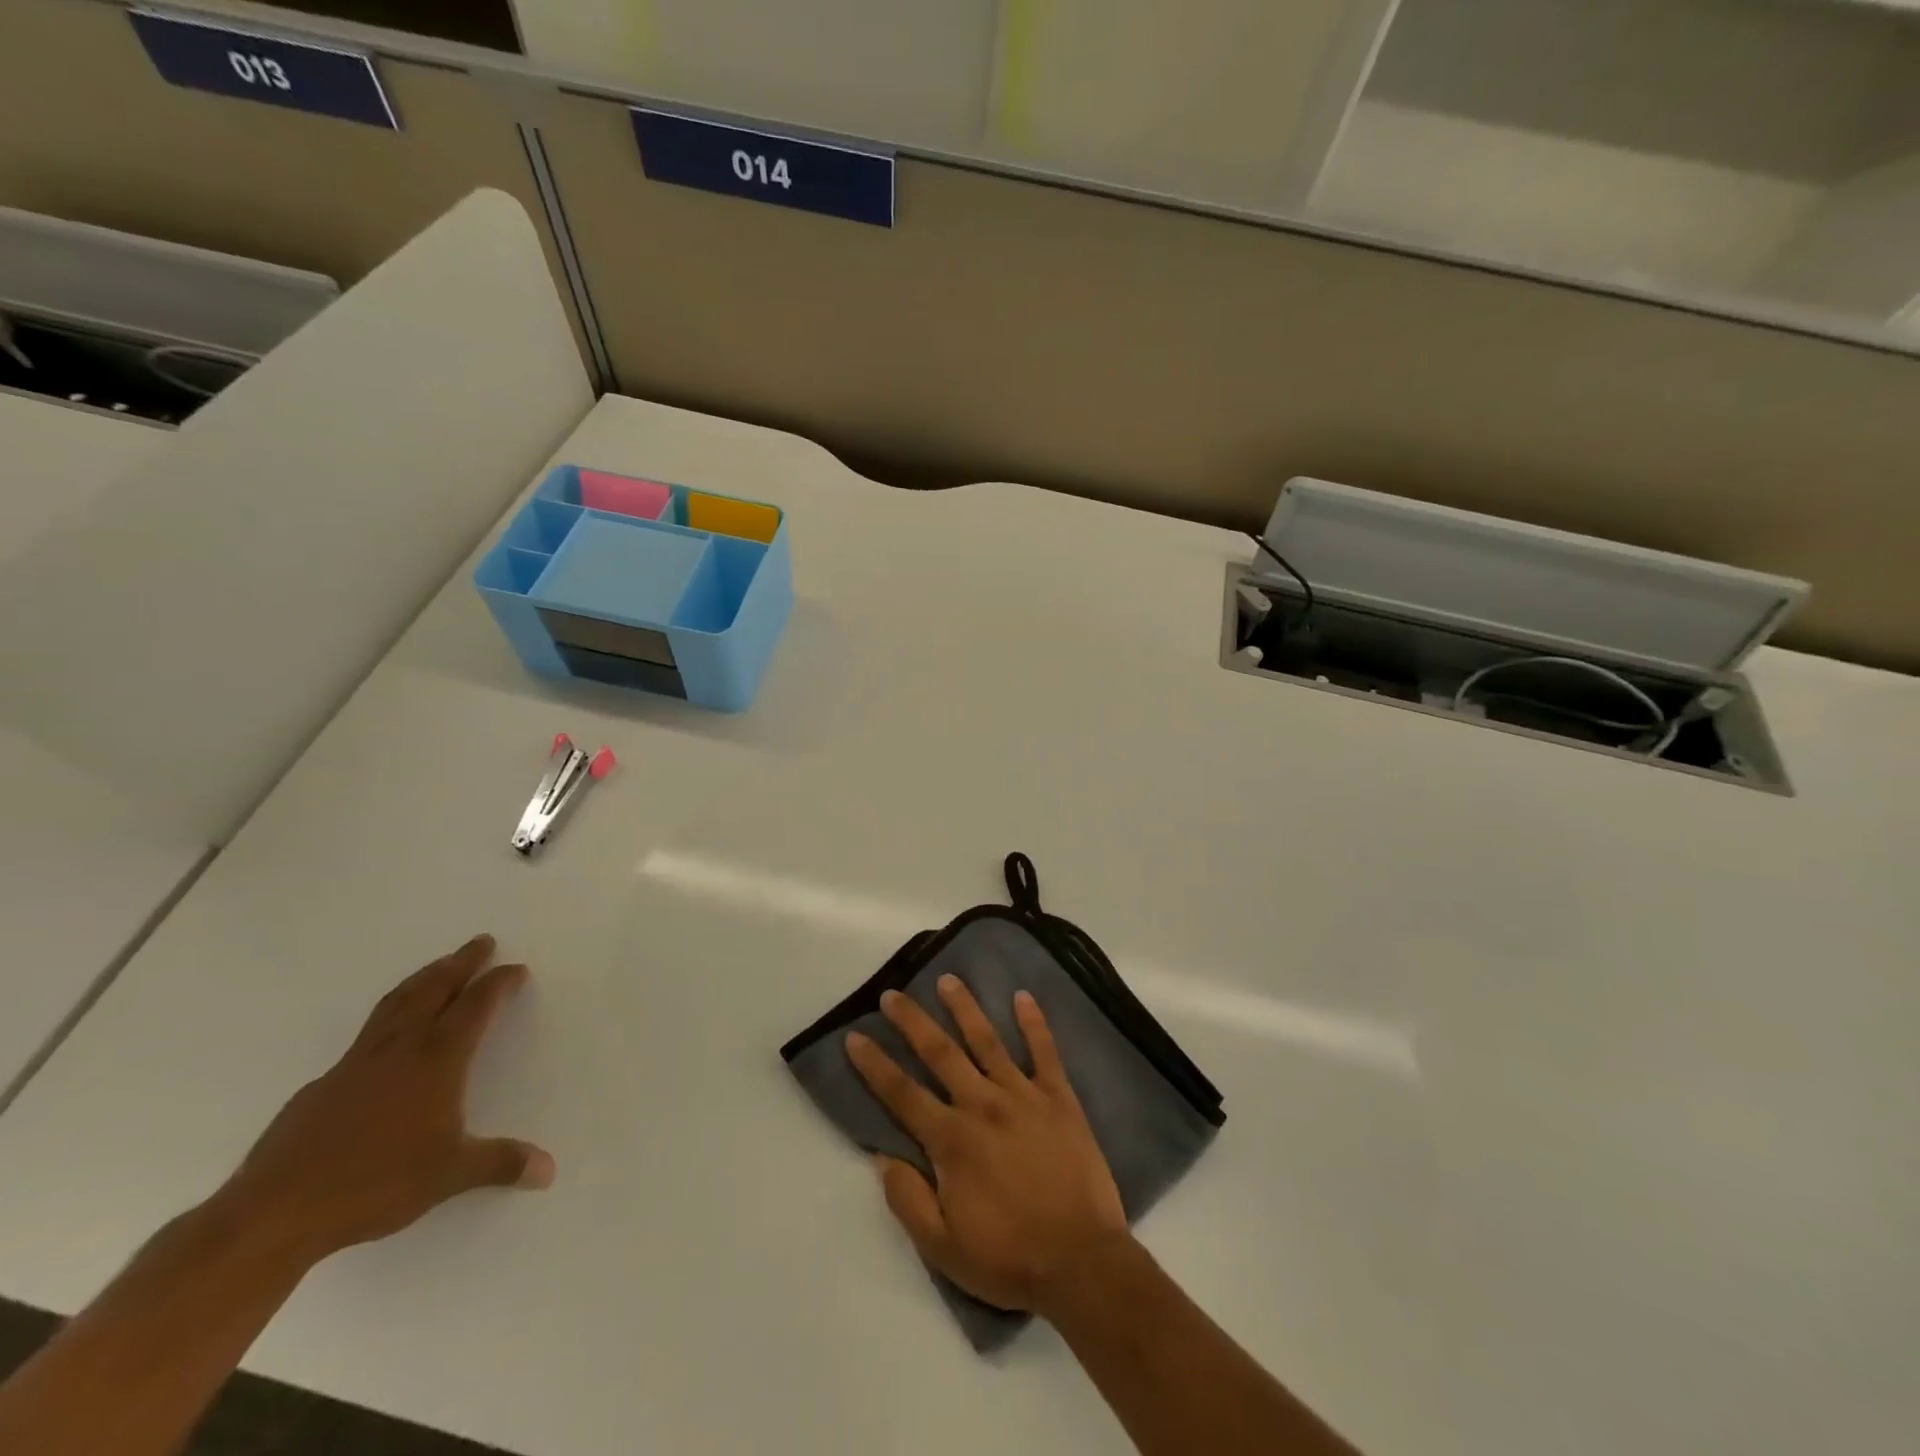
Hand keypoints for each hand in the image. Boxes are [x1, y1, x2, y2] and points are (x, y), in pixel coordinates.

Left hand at [212, 935, 553, 1267]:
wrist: (273, 1213)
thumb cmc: (374, 1184)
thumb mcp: (450, 1174)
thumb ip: (501, 1163)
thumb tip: (549, 1169)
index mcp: (436, 1060)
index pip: (475, 1007)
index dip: (498, 984)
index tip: (515, 968)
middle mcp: (399, 1049)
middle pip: (433, 990)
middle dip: (460, 963)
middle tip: (481, 941)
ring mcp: (356, 1064)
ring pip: (396, 1003)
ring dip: (423, 978)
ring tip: (439, 965)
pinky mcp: (323, 1085)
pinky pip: (367, 1034)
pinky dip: (389, 1016)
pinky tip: (389, 1034)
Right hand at [845, 977, 1129, 1316]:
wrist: (1082, 1262)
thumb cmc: (1009, 1258)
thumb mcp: (943, 1248)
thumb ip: (908, 1199)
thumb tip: (881, 1156)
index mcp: (951, 1140)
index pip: (902, 1093)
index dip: (875, 1065)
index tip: (854, 1037)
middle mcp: (982, 1104)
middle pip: (940, 1053)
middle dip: (912, 1021)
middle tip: (893, 994)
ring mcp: (1023, 1096)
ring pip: (987, 1040)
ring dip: (965, 1008)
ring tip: (948, 979)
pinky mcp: (1059, 1098)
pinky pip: (1045, 1052)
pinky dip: (1034, 1022)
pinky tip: (1023, 996)